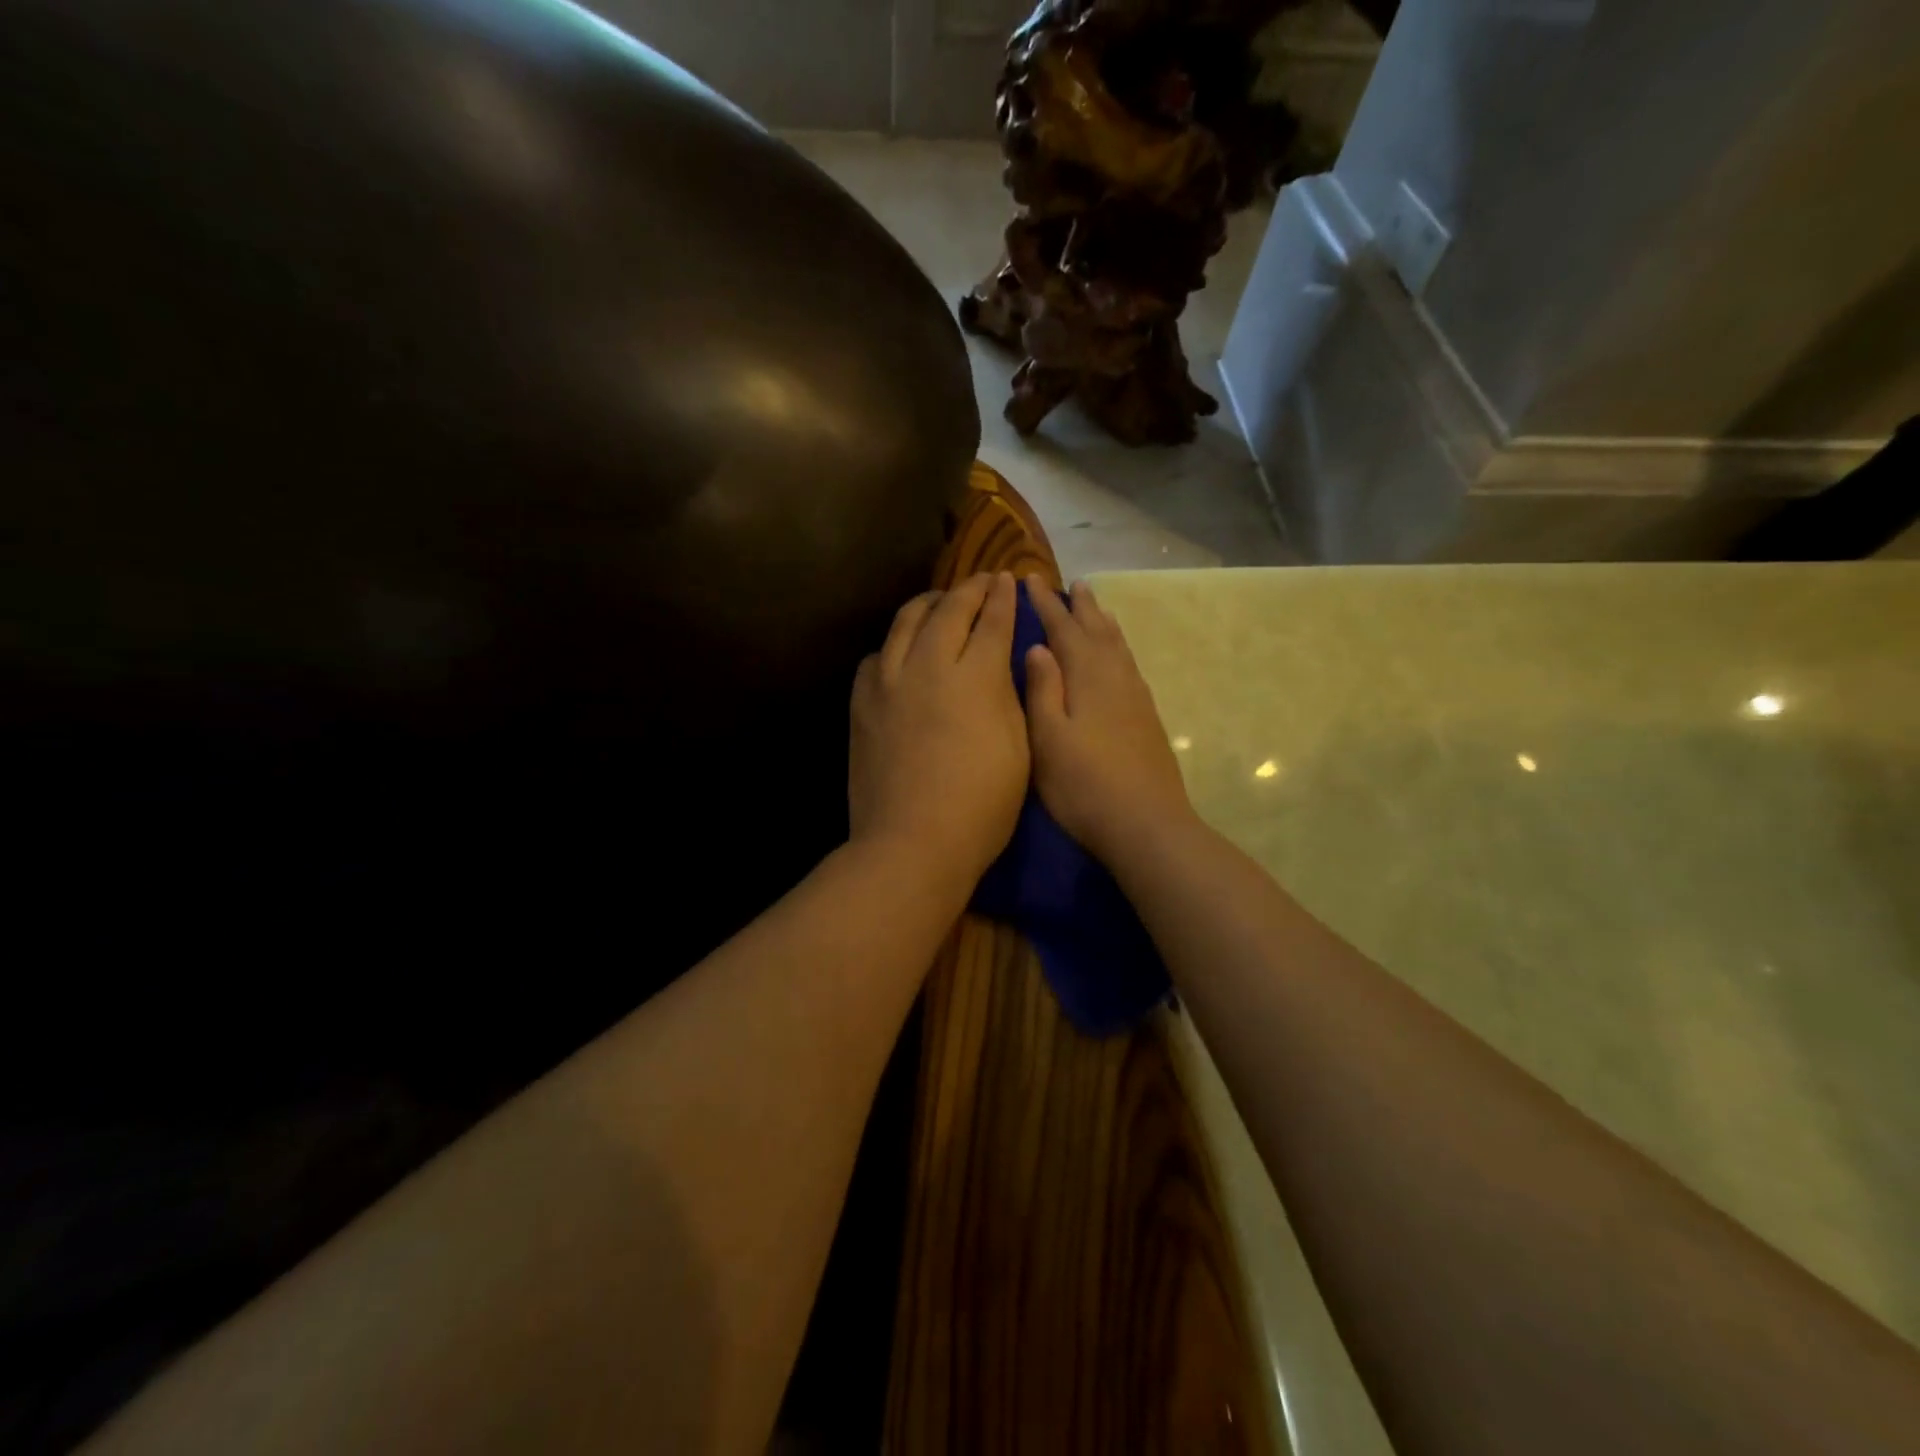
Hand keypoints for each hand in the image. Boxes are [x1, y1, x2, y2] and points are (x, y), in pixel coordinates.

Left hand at [849, 572, 1029, 890]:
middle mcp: (928, 665)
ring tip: (938, 603)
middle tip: (981, 582)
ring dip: (927, 605)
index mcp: (975, 677)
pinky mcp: (862, 704)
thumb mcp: (1019, 749)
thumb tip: (1000, 662)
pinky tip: (900, 653)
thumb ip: (1009, 696)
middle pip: (948, 611)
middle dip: (968, 590)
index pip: (991, 621)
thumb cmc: (981, 806)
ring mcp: (888, 682)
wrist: (911, 843)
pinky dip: (894, 645)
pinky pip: (876, 657)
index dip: (1001, 598)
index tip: (1006, 580)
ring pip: (905, 623)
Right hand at [1024, 578, 1194, 867]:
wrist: (1145, 823)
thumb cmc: (1083, 785)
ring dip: (1104, 622)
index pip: (1062, 629)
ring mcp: (1136, 696)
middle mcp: (1115, 677)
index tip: (1031, 579)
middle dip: (1081, 606)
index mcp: (1086, 677)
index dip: (1046, 604)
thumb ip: (1042, 690)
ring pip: (1117, 645)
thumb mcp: (1048, 739)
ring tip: (1096, 606)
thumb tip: (1038, 646)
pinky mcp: (1147, 716)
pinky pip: (1130, 664)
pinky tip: (1118, 656)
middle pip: (1097, 630)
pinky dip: (1119, 647)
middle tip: (1072, 584)